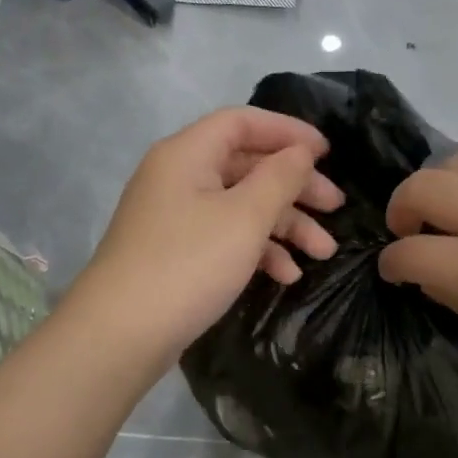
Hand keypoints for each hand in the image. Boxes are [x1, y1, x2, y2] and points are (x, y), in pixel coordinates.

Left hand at [69, 108, 343, 362]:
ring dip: (284, 225)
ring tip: (323, 252)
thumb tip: (300, 152)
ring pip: (240, 206)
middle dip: (295, 186)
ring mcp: (175, 217)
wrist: (120, 334)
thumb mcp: (245, 218)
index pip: (243, 123)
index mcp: (188, 154)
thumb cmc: (188, 264)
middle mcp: (178, 177)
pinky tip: (287, 275)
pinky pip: (224, 236)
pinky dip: (257, 250)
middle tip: (337, 207)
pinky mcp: (176, 252)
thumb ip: (280, 178)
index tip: (328, 153)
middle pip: (247, 166)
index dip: (288, 131)